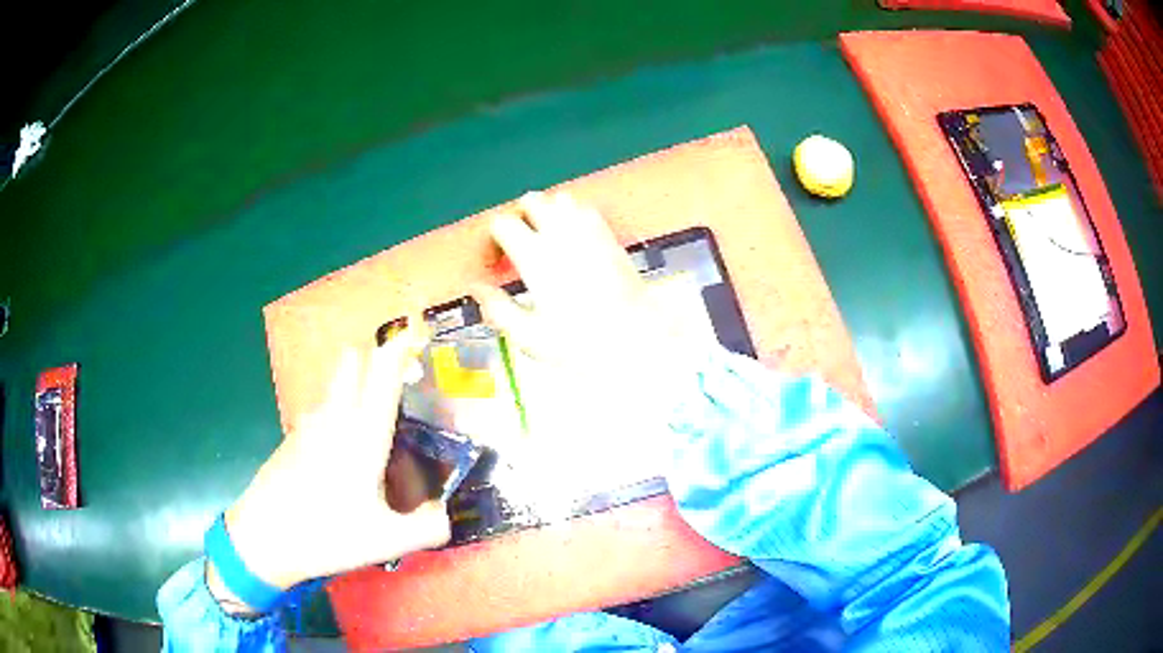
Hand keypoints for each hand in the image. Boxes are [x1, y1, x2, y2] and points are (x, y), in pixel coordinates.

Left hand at [211, 323, 449, 608]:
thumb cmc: (326, 534)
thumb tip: (448, 517)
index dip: (402, 346)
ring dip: (358, 381)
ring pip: (336, 382)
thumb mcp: (386, 542)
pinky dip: (339, 408)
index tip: (419, 330)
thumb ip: (428, 528)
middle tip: (403, 379)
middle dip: (378, 357)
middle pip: (354, 362)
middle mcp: (335, 418)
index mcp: (363, 435)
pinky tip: (345, 451)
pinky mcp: (294, 437)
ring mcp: (310, 424)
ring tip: (378, 414)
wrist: (264, 536)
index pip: (384, 374)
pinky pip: (323, 407)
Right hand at [470, 192, 704, 469]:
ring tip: (544, 246)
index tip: (493, 266)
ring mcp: (591, 232)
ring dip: (546, 215)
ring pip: (560, 200)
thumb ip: (497, 308)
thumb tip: (476, 287)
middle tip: (516, 252)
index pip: (503, 224)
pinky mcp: (611, 238)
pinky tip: (572, 246)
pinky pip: (587, 211)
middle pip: (531, 201)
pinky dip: (572, 218)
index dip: (491, 241)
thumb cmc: (581, 345)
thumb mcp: (530, 335)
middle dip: (517, 220)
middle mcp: (563, 234)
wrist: (639, 342)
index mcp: (537, 256)